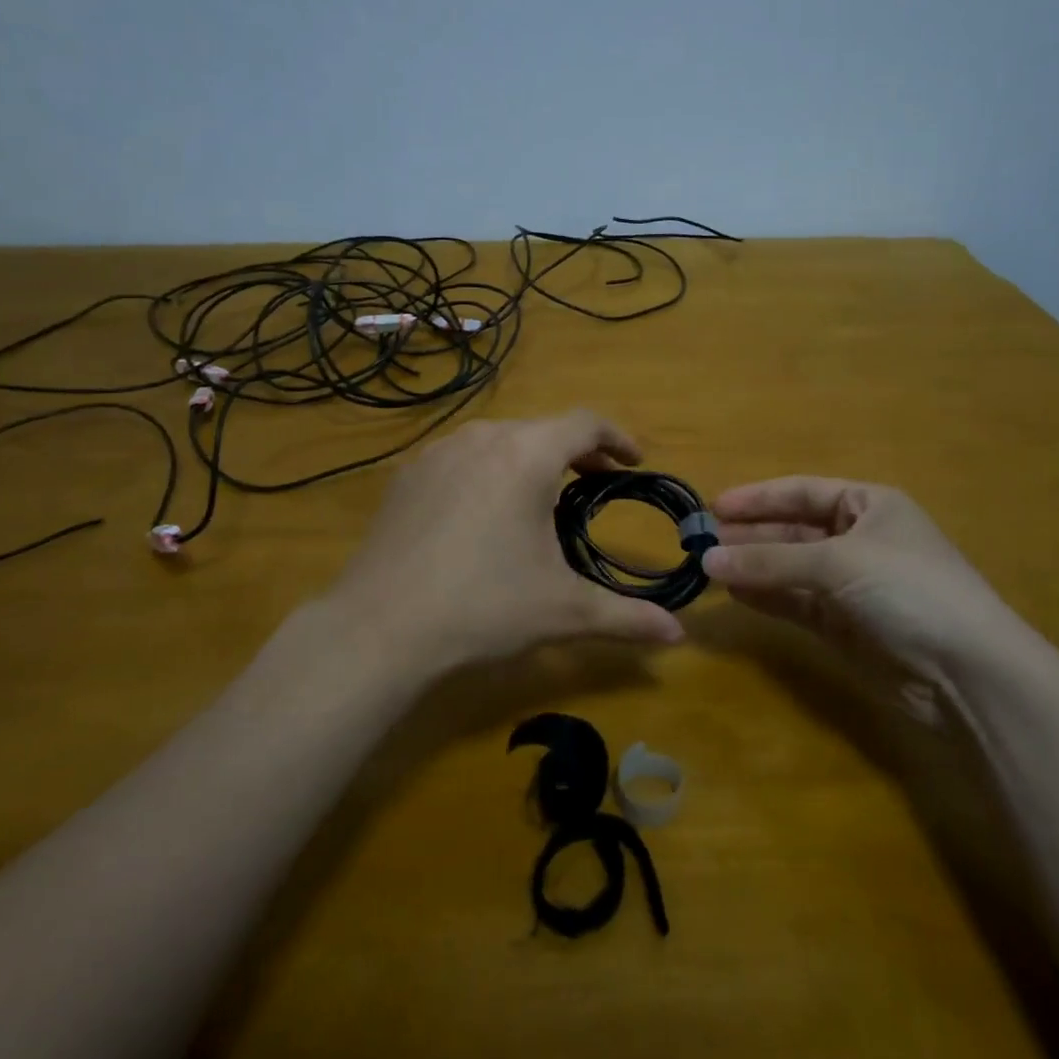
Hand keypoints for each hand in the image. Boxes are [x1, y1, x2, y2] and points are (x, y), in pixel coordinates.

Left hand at [307, 411, 686, 677]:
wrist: (379, 627)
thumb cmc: (483, 607)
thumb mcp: (563, 611)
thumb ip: (626, 617)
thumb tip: (679, 636)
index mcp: (525, 455)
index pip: (584, 423)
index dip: (617, 437)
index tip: (634, 461)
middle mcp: (482, 438)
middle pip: (541, 428)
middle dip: (576, 451)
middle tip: (595, 481)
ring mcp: (437, 453)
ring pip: (499, 439)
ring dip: (530, 458)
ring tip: (542, 495)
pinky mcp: (407, 475)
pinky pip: (461, 457)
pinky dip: (487, 469)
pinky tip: (483, 511)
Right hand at [703, 477, 1042, 677]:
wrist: (968, 673)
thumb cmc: (907, 589)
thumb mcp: (837, 562)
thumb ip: (770, 560)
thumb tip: (707, 559)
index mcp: (868, 505)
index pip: (802, 491)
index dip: (758, 498)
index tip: (713, 506)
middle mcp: (858, 539)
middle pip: (792, 530)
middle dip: (749, 534)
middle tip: (701, 541)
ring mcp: (851, 584)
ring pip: (790, 568)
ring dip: (753, 566)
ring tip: (707, 567)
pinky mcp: (845, 625)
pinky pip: (795, 602)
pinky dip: (767, 597)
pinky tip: (735, 593)